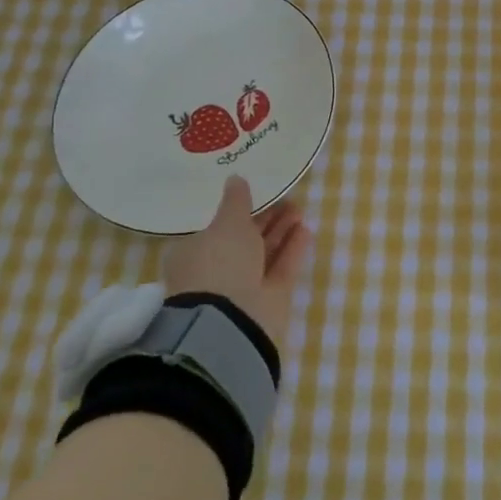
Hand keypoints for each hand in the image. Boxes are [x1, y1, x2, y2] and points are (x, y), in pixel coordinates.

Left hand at [164, 176, 312, 352]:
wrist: (230, 321)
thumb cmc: (218, 263)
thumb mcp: (227, 223)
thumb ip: (236, 201)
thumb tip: (236, 178)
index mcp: (194, 254)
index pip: (216, 229)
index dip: (238, 212)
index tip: (258, 196)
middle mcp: (217, 271)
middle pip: (245, 241)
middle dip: (266, 220)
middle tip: (287, 200)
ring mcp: (242, 288)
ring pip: (265, 254)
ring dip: (282, 232)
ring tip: (300, 210)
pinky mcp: (267, 301)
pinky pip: (281, 269)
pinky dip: (293, 250)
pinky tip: (306, 230)